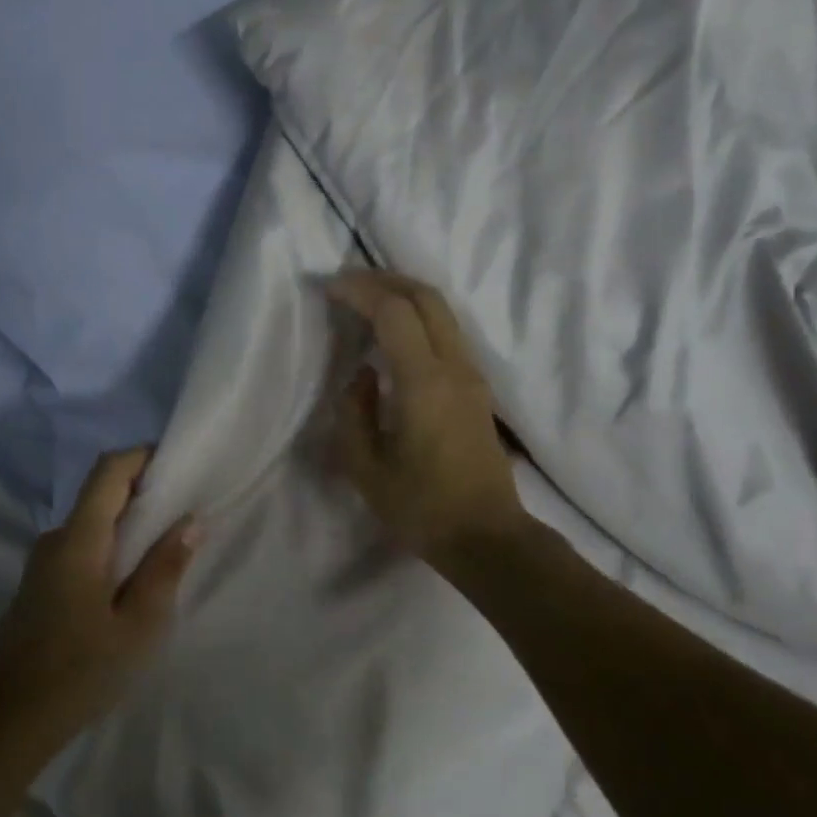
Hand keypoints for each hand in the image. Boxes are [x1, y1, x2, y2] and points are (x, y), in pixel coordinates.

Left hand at [0, 447, 197, 758]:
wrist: (5, 723)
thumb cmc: (79, 672)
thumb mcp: (138, 626)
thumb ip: (165, 568)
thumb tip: (190, 521)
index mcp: (79, 540)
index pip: (108, 471)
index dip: (142, 456)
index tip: (179, 465)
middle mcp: (55, 540)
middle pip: (101, 495)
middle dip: (144, 493)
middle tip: (187, 512)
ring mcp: (42, 564)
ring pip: (92, 525)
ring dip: (128, 525)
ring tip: (167, 550)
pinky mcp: (39, 587)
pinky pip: (81, 549)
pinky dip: (111, 549)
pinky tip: (132, 582)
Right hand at [326, 270, 526, 566]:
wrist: (486, 537)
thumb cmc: (421, 508)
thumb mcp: (366, 468)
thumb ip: (354, 412)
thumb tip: (362, 374)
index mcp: (424, 383)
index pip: (394, 312)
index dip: (360, 291)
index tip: (330, 288)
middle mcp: (454, 368)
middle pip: (426, 297)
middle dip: (385, 279)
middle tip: (348, 282)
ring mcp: (472, 376)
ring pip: (442, 312)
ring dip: (405, 295)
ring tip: (368, 299)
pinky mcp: (477, 390)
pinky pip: (448, 333)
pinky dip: (418, 317)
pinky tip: (394, 333)